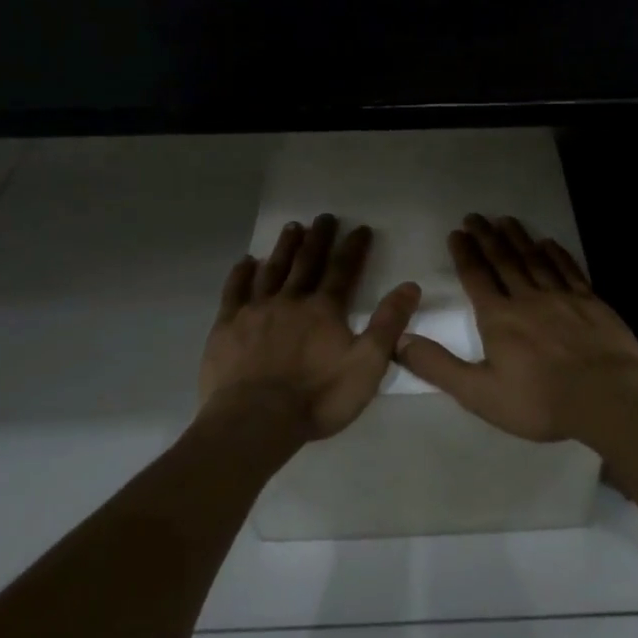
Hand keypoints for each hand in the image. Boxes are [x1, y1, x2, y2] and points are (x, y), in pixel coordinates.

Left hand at [200, 214, 421, 441]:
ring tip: (292, 227)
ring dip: (284, 247)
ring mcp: (255, 311)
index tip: (360, 227)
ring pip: (272, 270)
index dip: (354, 247)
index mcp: (325, 309)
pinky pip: (235, 290)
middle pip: (307, 262)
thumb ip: (389, 324)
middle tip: (324, 217)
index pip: (343, 270)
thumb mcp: (367, 364)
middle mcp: (290, 300)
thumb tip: (410, 286)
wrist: (255, 420)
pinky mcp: (227, 326)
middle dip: (318, 238)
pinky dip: (241, 273)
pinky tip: (246, 262)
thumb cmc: (318, 397)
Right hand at [394, 213, 637, 442]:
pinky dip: (556, 254)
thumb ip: (438, 366)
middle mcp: (528, 298)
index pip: (476, 278)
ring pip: (534, 260)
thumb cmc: (539, 401)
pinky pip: (568, 270)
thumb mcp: (479, 393)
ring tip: (505, 220)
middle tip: (475, 216)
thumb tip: (399, 340)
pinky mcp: (591, 302)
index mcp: (499, 318)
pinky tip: (549, 243)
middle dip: (486, 237)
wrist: (606, 398)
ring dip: (517, 238)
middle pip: (504, 261)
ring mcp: (562, 297)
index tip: (456, 233)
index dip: (465, 254)